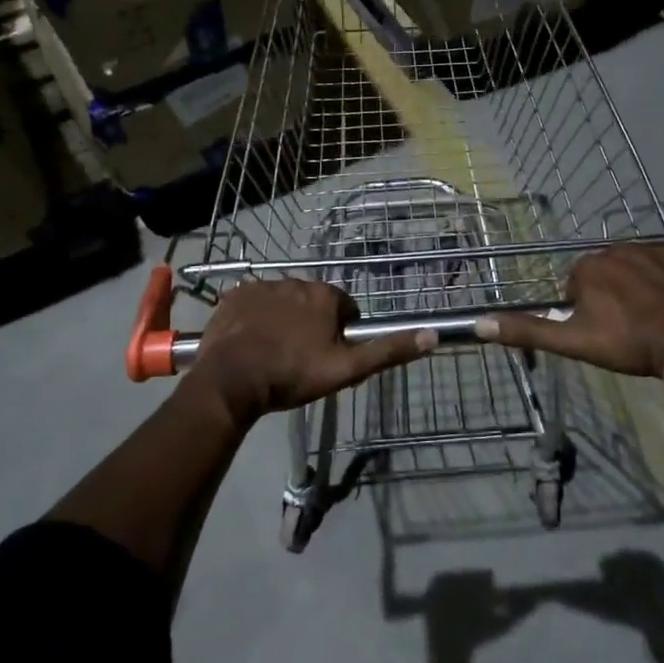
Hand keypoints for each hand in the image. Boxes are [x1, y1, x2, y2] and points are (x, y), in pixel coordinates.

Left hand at [191, 279, 433, 420]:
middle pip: (312, 303)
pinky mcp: (234, 295)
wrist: (231, 380)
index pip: (344, 309)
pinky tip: (249, 342)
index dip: (340, 333)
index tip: (327, 356)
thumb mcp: (346, 369)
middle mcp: (296, 281)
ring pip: (282, 302)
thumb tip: (432, 336)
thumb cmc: (292, 375)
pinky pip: (252, 303)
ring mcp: (262, 286)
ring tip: (272, 353)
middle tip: (300, 358)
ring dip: (282, 320)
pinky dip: (254, 318)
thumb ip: (387, 351)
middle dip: (310, 324)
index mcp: (325, 296)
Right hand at [477, 245, 663, 377]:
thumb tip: (480, 323)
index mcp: (586, 267)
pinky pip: (660, 264)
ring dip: (634, 286)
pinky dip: (661, 280)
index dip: (585, 310)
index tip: (600, 331)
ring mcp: (649, 250)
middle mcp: (614, 249)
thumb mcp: (572, 341)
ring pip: (631, 268)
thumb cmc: (626, 342)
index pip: (575, 285)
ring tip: (648, 318)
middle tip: (624, 328)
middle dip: (609, 295)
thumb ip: (527, 330)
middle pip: (603, 274)